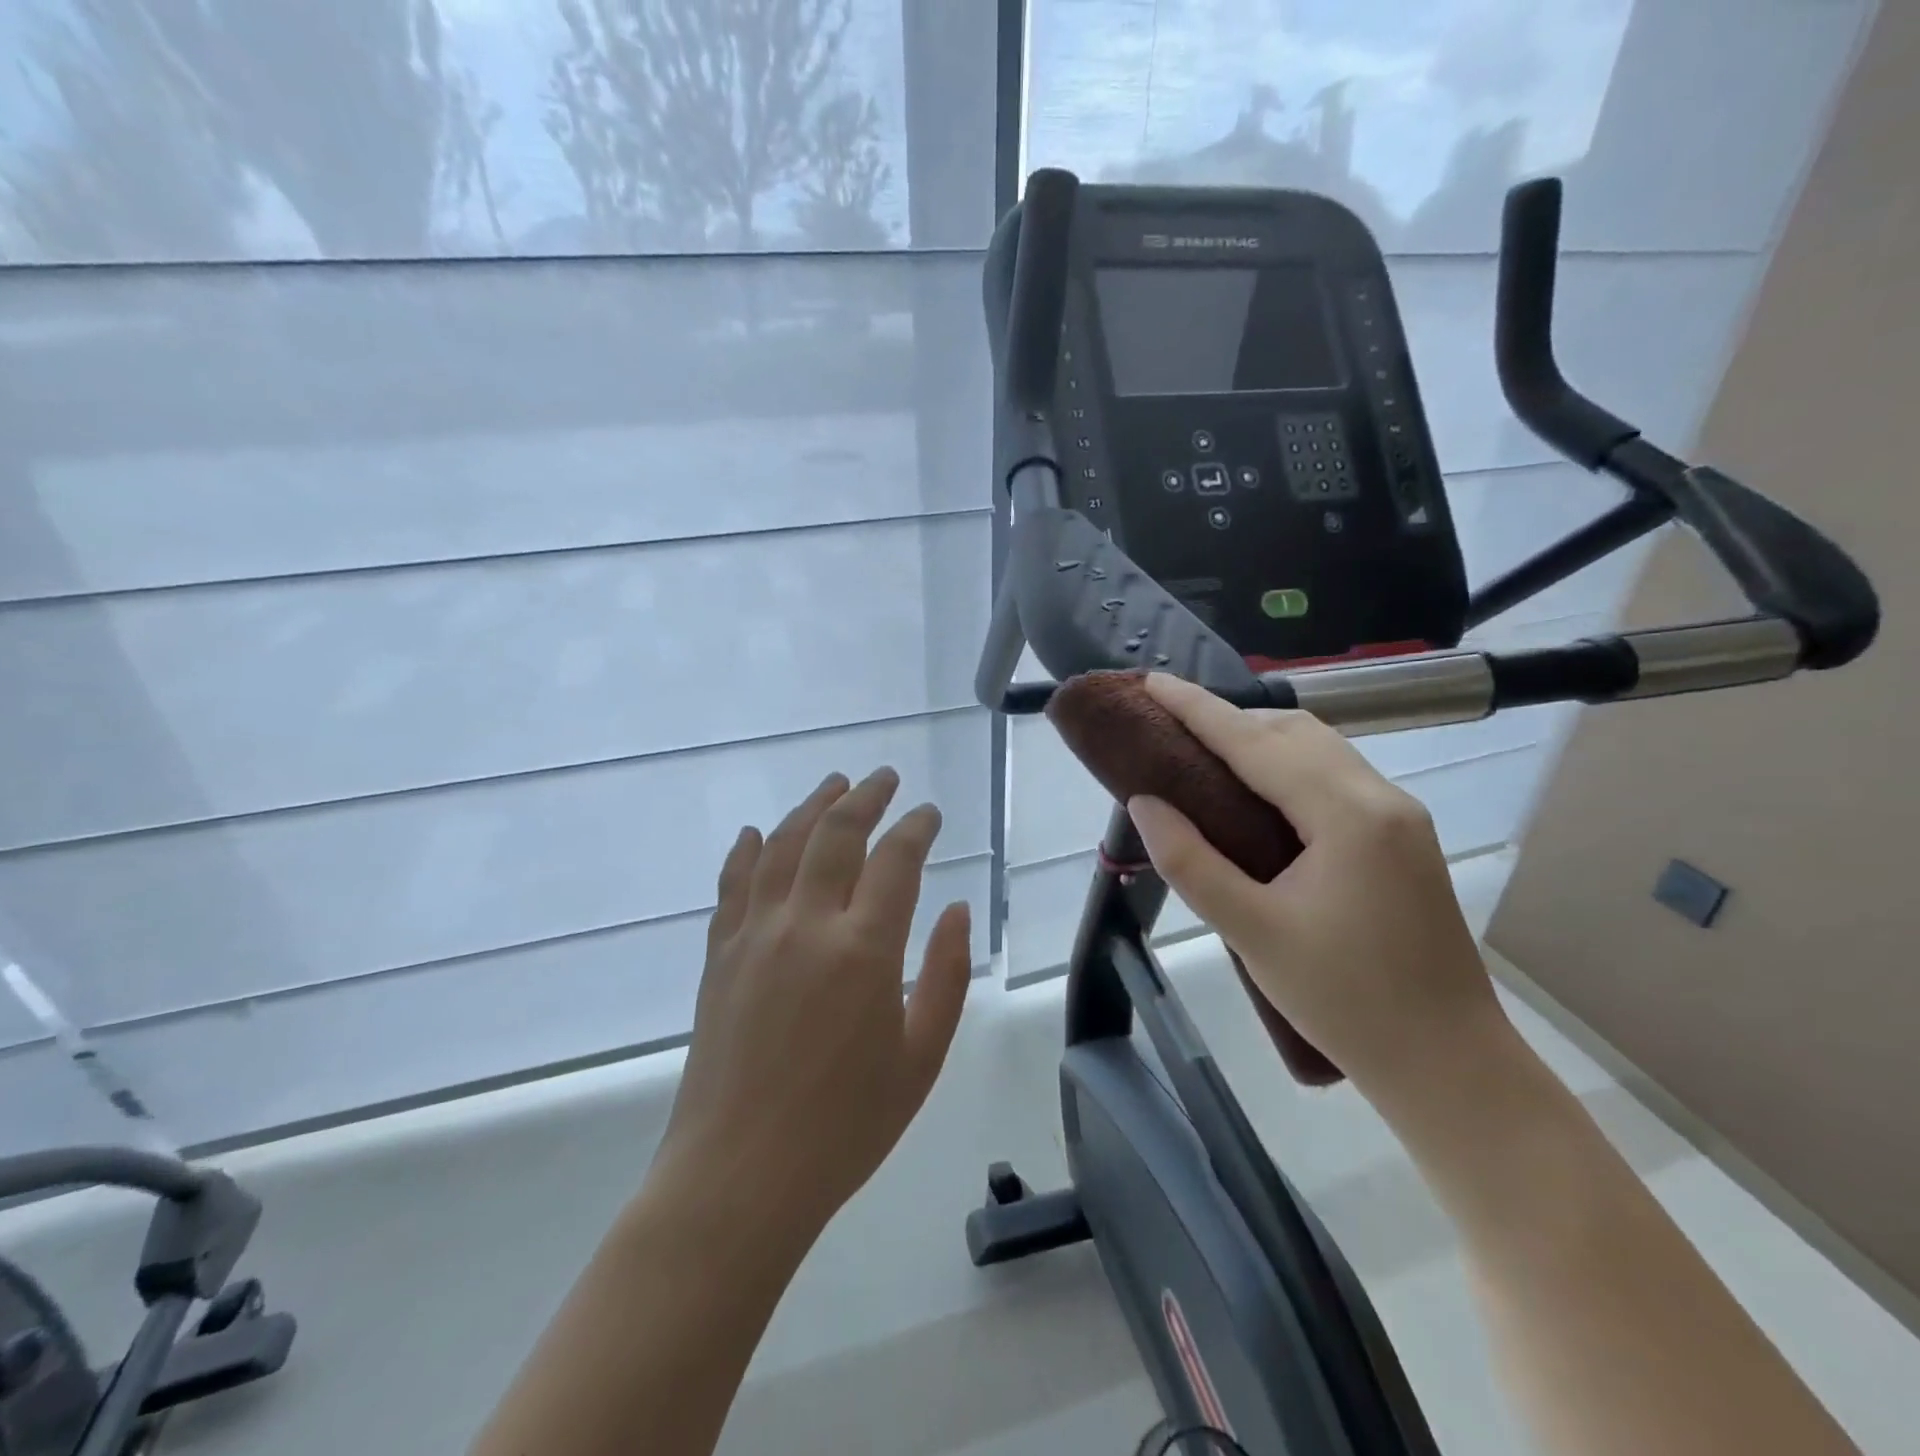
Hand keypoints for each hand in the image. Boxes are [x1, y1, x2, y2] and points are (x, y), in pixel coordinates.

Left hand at [656, 768, 972, 1237]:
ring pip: (784, 845)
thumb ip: (945, 975)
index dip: (916, 827)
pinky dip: (748, 850)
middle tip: (885, 778)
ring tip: (834, 784)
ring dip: (812, 807)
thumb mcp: (921, 1057)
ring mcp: (755, 934)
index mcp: (864, 949)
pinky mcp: (720, 954)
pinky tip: (758, 832)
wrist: (739, 1176)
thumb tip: (955, 910)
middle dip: (866, 797)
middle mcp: (806, 924)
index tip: (929, 813)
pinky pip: (733, 884)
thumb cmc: (845, 1126)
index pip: (896, 859)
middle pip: (837, 834)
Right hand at [1125, 673, 1505, 1104]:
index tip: (1151, 681)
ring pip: (1319, 749)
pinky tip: (1257, 791)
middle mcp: (1381, 798)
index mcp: (1347, 814)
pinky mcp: (1402, 839)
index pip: (1255, 742)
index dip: (1197, 708)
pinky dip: (1286, 766)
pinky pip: (1334, 777)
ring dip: (1259, 739)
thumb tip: (1144, 802)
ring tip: (1203, 751)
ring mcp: (1399, 817)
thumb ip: (1190, 861)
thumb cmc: (1346, 1002)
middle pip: (1294, 731)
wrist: (1450, 1065)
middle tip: (1168, 723)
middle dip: (1229, 717)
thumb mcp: (1253, 932)